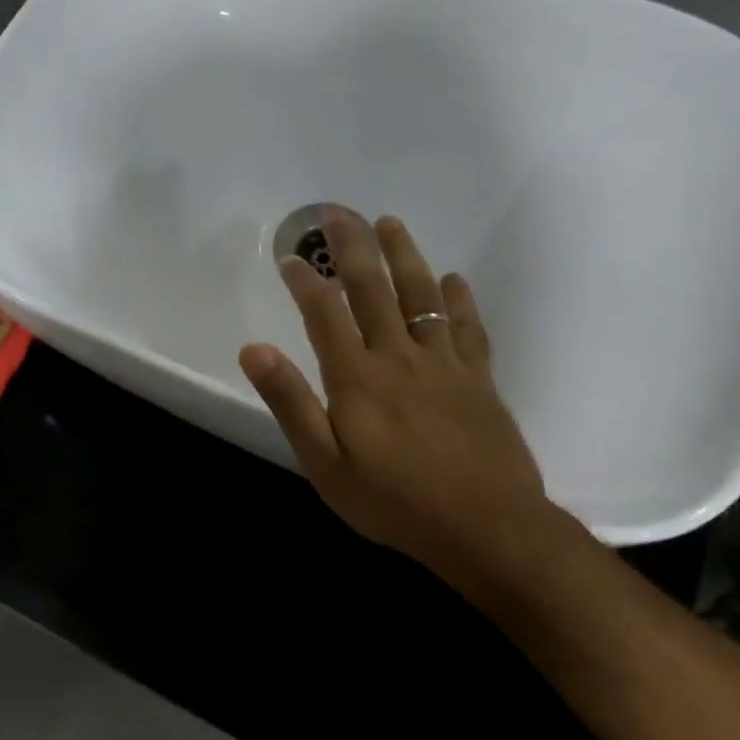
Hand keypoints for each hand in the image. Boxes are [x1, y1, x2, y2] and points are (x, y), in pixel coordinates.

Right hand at [238, 209, 554, 584]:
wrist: (485, 527)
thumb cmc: (393, 502)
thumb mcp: (324, 464)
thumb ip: (290, 402)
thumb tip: (254, 349)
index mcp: (357, 378)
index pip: (325, 312)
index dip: (306, 280)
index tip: (290, 255)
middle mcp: (399, 356)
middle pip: (373, 288)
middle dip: (352, 246)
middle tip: (338, 212)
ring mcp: (445, 363)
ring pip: (422, 295)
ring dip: (404, 255)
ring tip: (390, 223)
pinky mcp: (479, 378)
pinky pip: (467, 326)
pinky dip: (458, 298)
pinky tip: (452, 279)